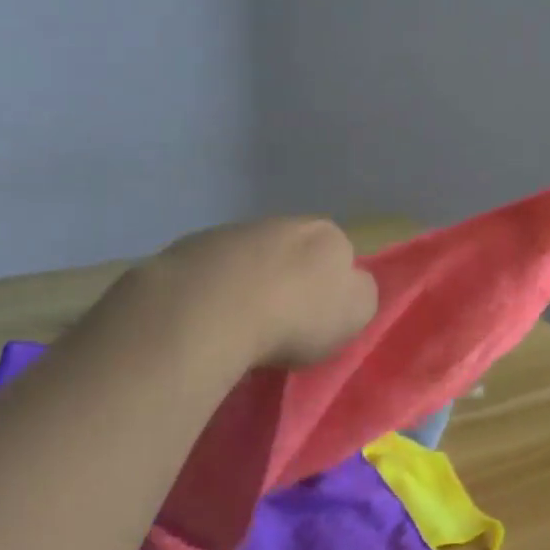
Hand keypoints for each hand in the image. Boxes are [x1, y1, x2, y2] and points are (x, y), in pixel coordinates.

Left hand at [145, 217, 378, 369]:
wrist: (211, 308)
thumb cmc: (295, 314)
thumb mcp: (356, 312)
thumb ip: (360, 294)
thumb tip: (348, 287)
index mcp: (328, 234)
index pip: (339, 256)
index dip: (330, 288)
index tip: (317, 320)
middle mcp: (283, 222)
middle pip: (293, 253)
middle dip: (288, 280)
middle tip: (279, 323)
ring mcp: (234, 231)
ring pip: (249, 259)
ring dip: (248, 284)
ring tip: (238, 326)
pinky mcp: (190, 248)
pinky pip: (210, 272)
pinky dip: (212, 291)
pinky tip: (206, 320)